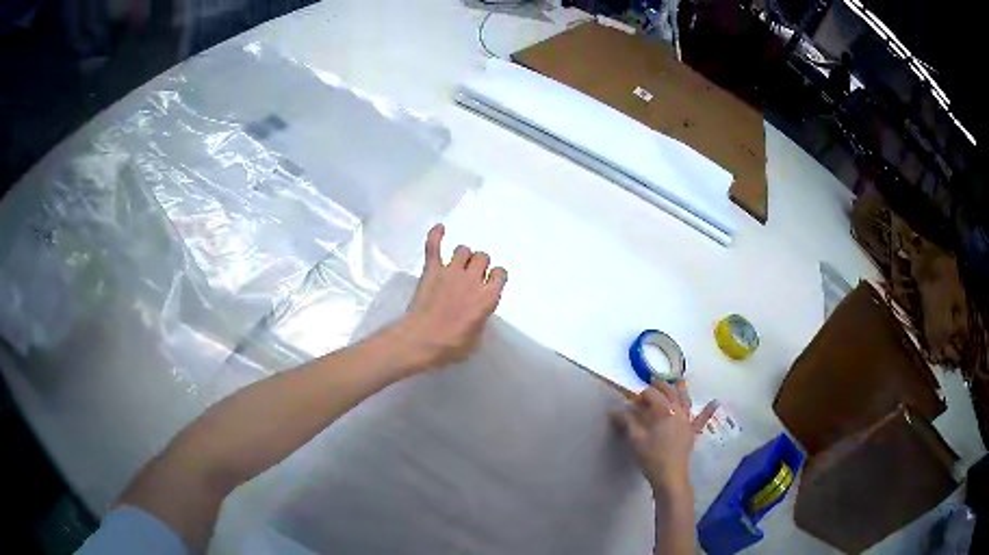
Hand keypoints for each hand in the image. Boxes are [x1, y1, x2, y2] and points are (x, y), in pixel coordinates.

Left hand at [392, 223, 506, 372]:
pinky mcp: (432, 270)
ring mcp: (451, 271)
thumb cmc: (450, 346)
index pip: (500, 273)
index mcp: (488, 297)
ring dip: (462, 256)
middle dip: (479, 265)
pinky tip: (439, 229)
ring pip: (463, 250)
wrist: (420, 341)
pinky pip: (434, 246)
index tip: (489, 283)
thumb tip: (476, 314)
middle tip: (471, 276)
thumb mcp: (476, 340)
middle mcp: (473, 279)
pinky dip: (436, 235)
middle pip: (482, 257)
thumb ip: (480, 320)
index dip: (495, 276)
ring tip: (457, 265)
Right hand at [612, 381, 717, 495]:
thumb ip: (627, 422)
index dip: (641, 396)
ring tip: (680, 380)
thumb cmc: (652, 457)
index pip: (652, 396)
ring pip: (685, 401)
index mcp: (664, 411)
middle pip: (669, 393)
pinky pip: (701, 419)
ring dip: (682, 390)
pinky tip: (715, 402)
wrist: (670, 476)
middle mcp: (678, 411)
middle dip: (661, 386)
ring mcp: (687, 421)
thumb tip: (614, 410)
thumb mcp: (636, 439)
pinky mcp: (692, 432)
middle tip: (652, 380)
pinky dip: (708, 410)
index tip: (632, 401)